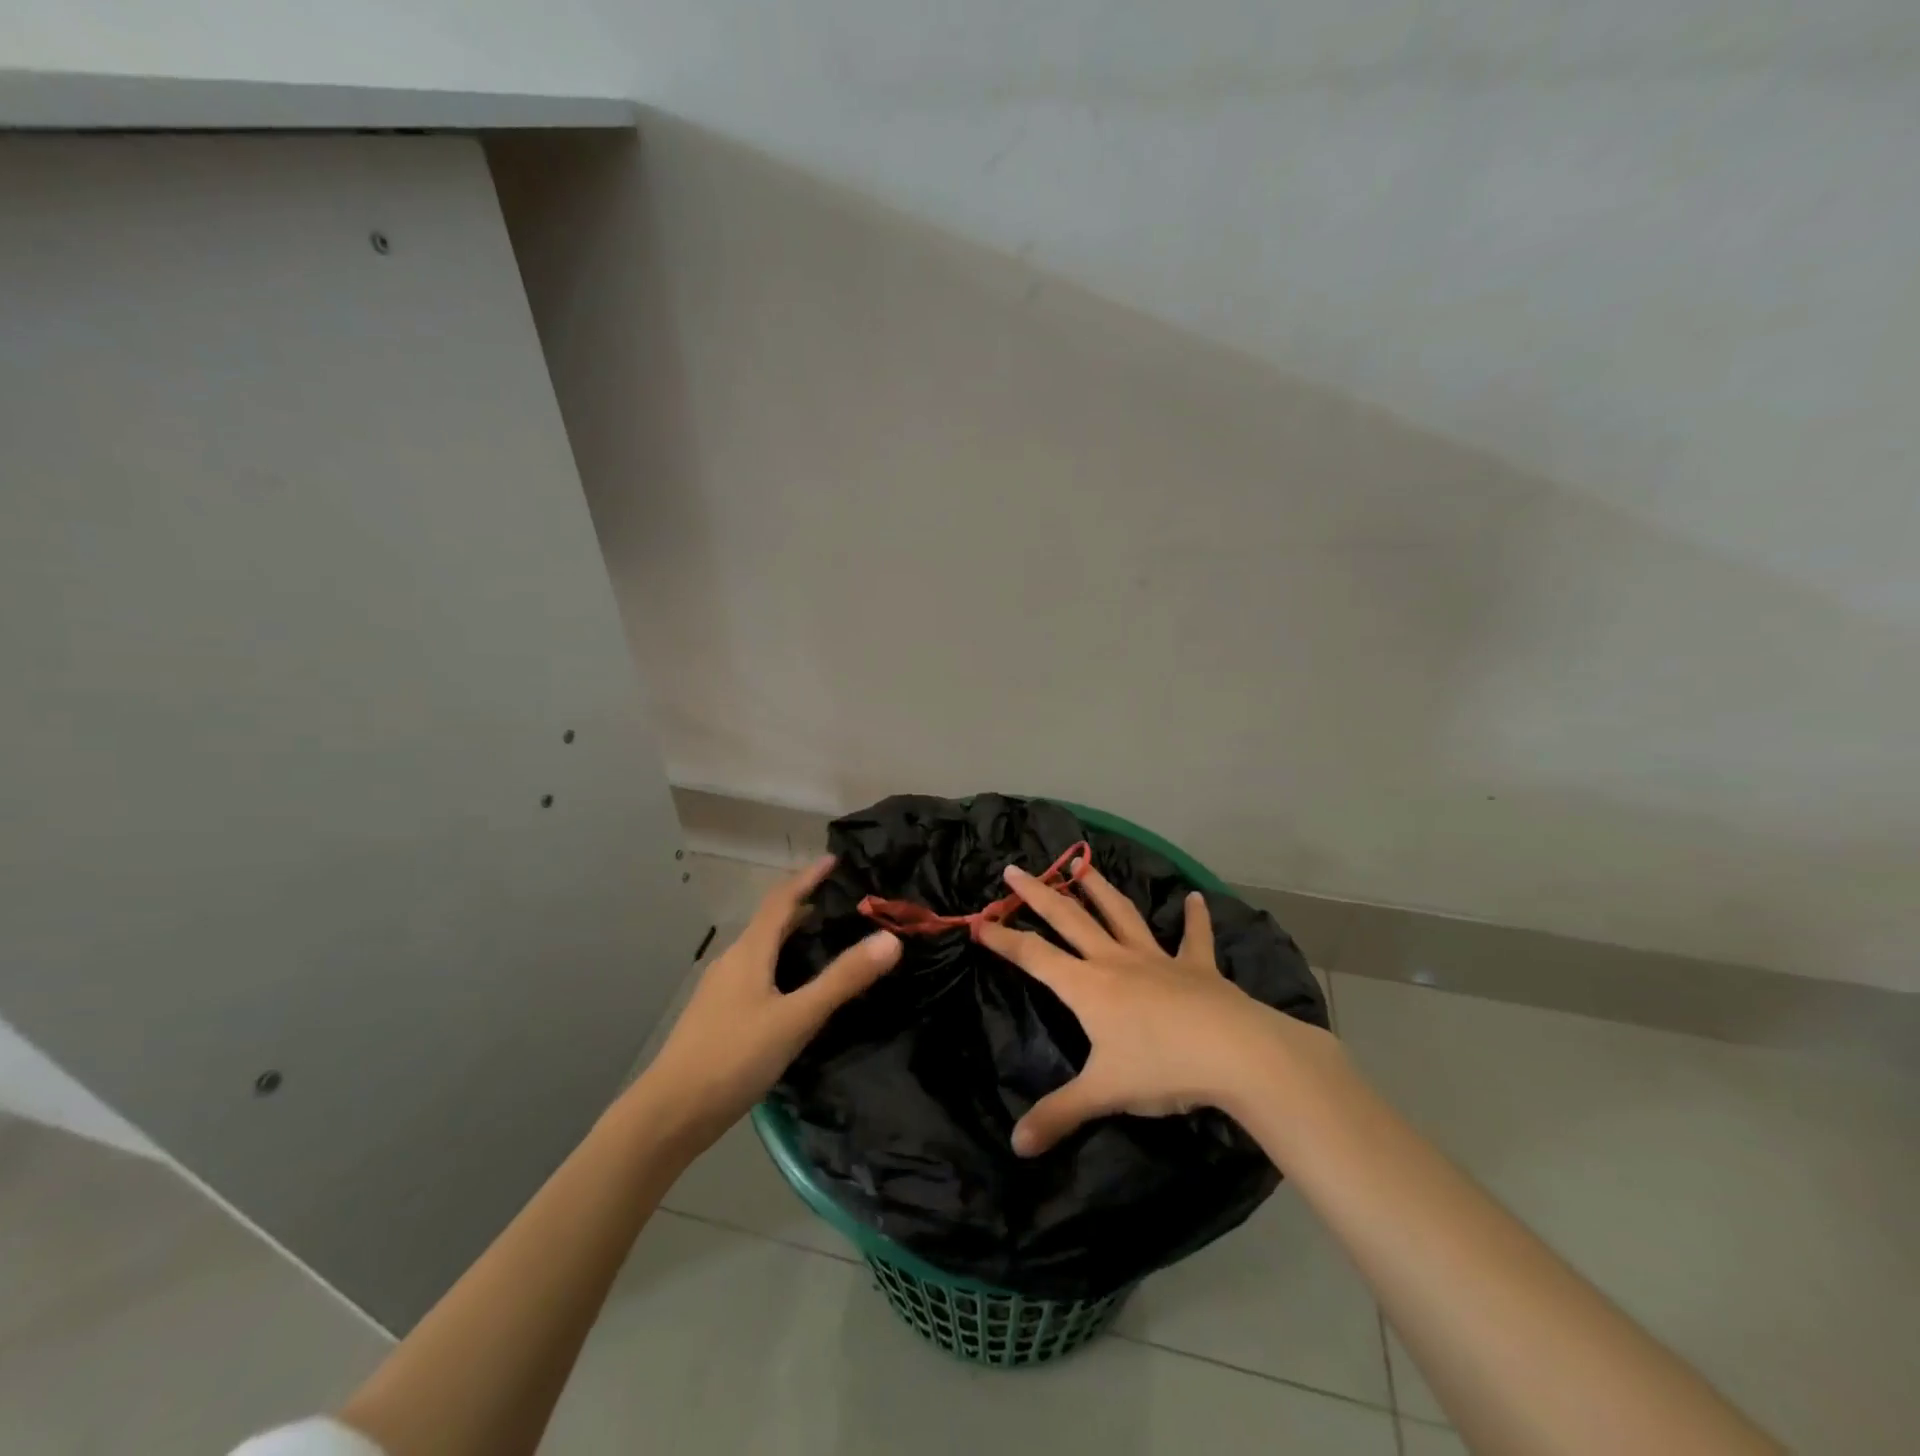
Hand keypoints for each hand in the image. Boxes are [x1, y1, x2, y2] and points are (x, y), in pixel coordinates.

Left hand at [637, 855, 900, 1152]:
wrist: (669, 1114)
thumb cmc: (733, 1057)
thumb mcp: (796, 1018)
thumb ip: (843, 979)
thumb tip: (891, 939)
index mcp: (749, 952)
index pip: (782, 900)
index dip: (808, 877)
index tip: (835, 860)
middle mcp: (733, 962)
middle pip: (772, 923)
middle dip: (805, 907)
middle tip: (844, 904)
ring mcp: (721, 990)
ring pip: (763, 951)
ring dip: (793, 938)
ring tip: (827, 942)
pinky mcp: (718, 1017)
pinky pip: (757, 975)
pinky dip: (782, 966)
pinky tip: (796, 992)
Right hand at [974, 860, 1308, 1155]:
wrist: (1234, 1052)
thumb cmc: (1161, 1067)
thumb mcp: (1104, 1094)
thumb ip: (1059, 1115)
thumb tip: (1017, 1146)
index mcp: (1088, 987)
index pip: (1034, 957)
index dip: (1003, 940)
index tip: (978, 922)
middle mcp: (1116, 962)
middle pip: (1069, 919)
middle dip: (1039, 894)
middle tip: (1014, 870)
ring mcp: (1157, 959)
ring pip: (1121, 914)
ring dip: (1099, 888)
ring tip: (1081, 863)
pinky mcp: (1197, 966)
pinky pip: (1194, 938)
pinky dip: (1195, 918)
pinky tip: (1195, 898)